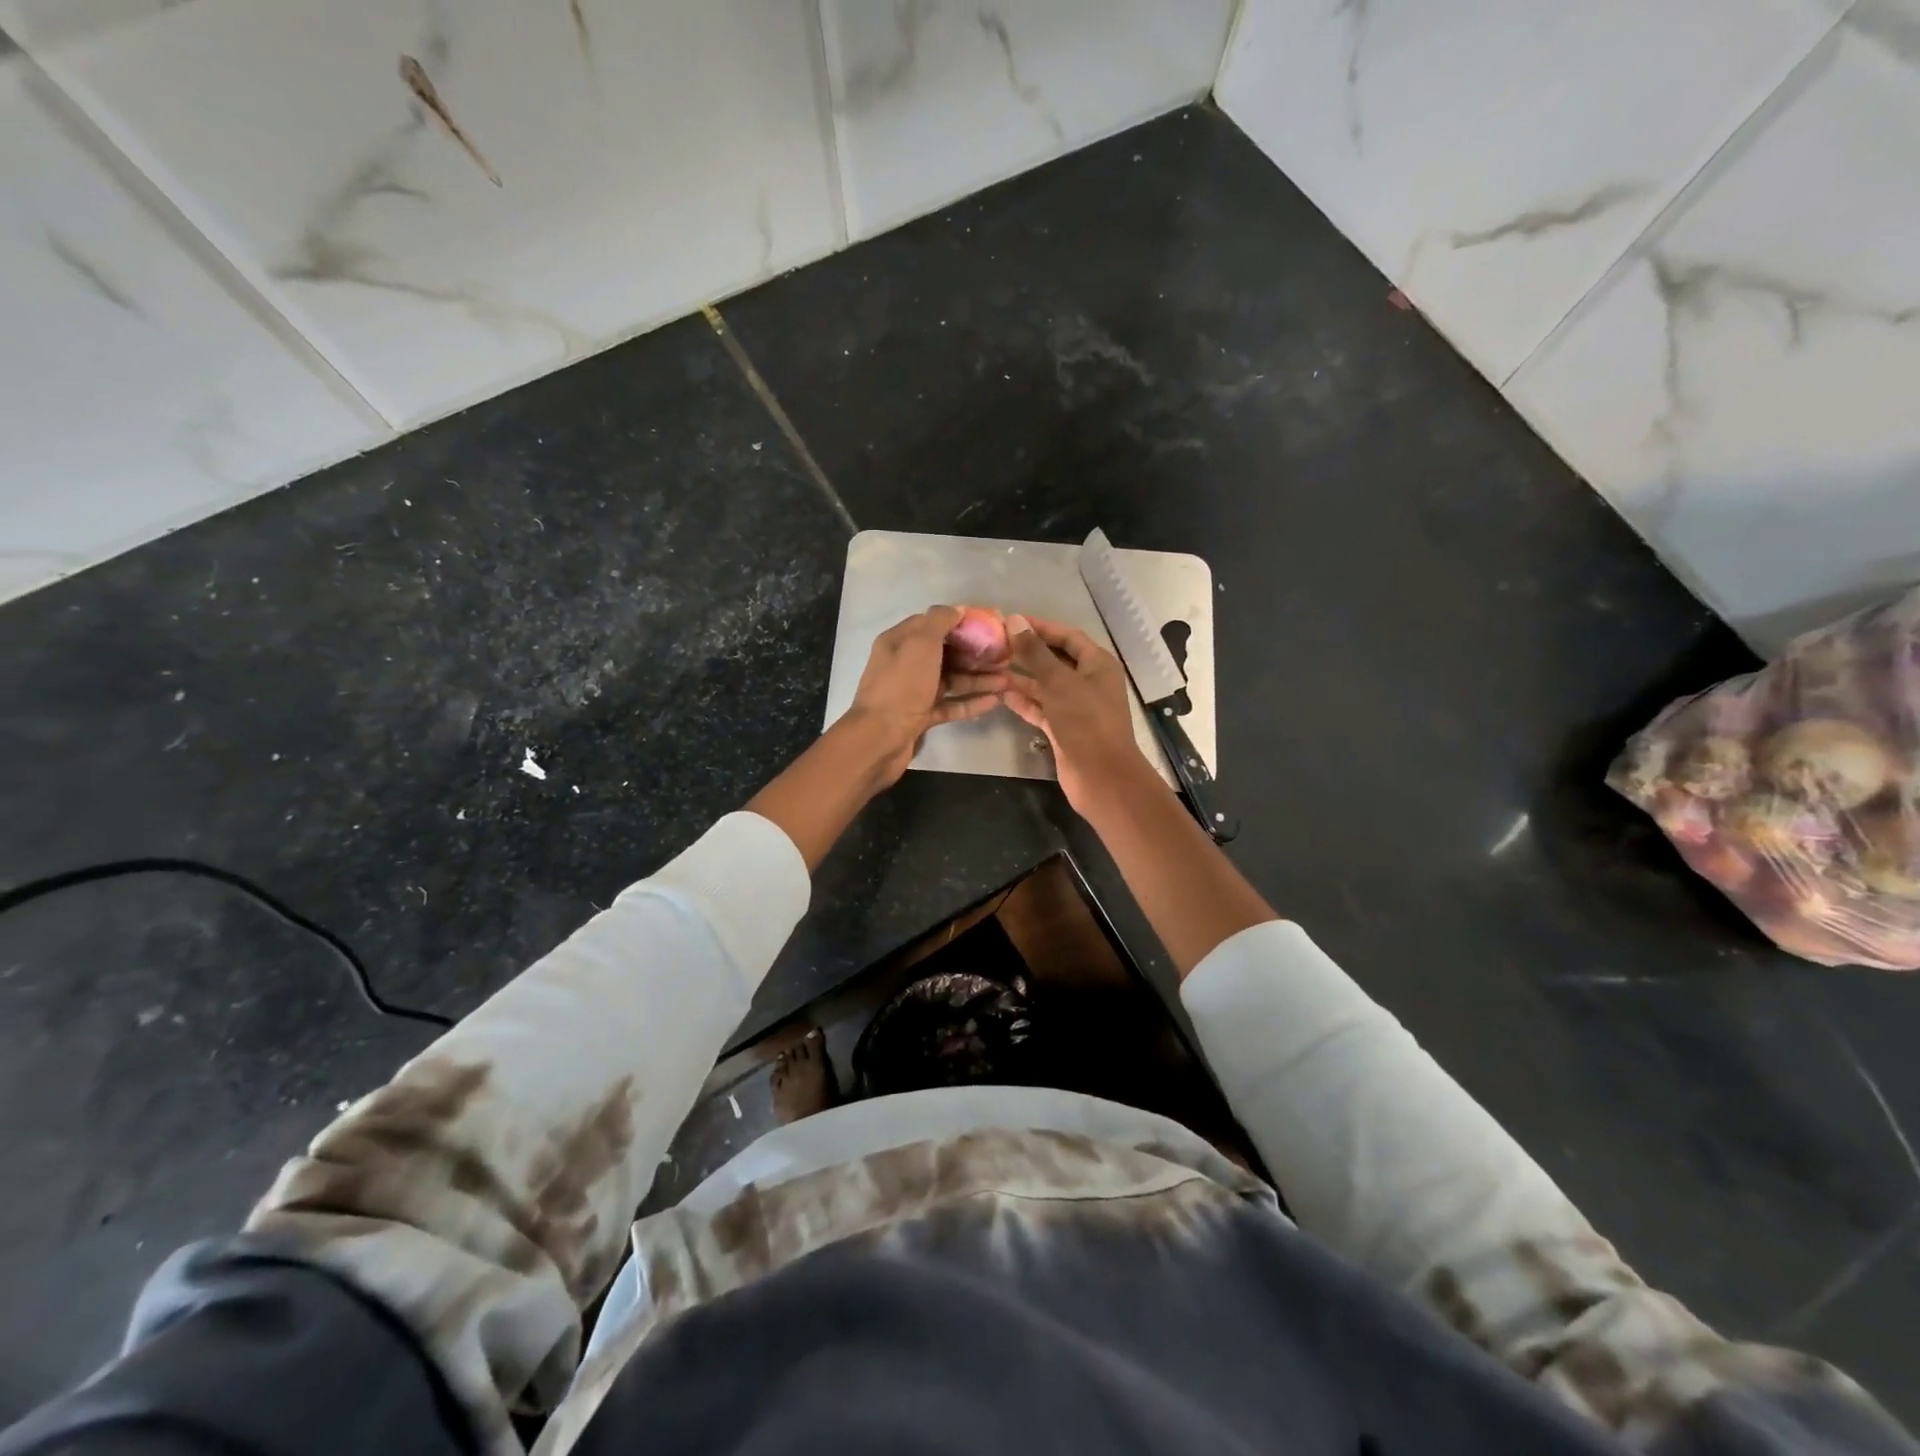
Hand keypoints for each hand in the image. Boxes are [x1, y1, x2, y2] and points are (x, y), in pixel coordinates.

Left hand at [839, 605, 1009, 787]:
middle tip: (1005, 655)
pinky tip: (995, 701)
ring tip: (1007, 679)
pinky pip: (950, 705)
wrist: (880, 738)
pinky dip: (970, 702)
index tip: (989, 625)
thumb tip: (957, 609)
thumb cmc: (901, 686)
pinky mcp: (921, 717)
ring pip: (951, 680)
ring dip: (978, 678)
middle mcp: (905, 664)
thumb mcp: (920, 644)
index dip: (960, 622)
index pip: (932, 623)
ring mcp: (913, 692)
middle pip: (945, 653)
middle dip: (975, 653)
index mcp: (899, 642)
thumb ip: (939, 621)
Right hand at [1002, 614, 1153, 815]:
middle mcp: (1088, 682)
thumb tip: (1014, 621)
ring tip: (991, 667)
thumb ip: (1035, 652)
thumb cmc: (1085, 721)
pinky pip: (1041, 708)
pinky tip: (1001, 694)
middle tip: (995, 644)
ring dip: (1021, 677)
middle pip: (1055, 660)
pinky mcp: (1063, 728)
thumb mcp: (1058, 682)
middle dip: (1027, 652)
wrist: (1100, 776)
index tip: (1011, 621)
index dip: (1041, 627)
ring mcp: (1076, 707)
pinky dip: (1024, 701)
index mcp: (1097, 664)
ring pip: (1046, 685)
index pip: (1068, 636)